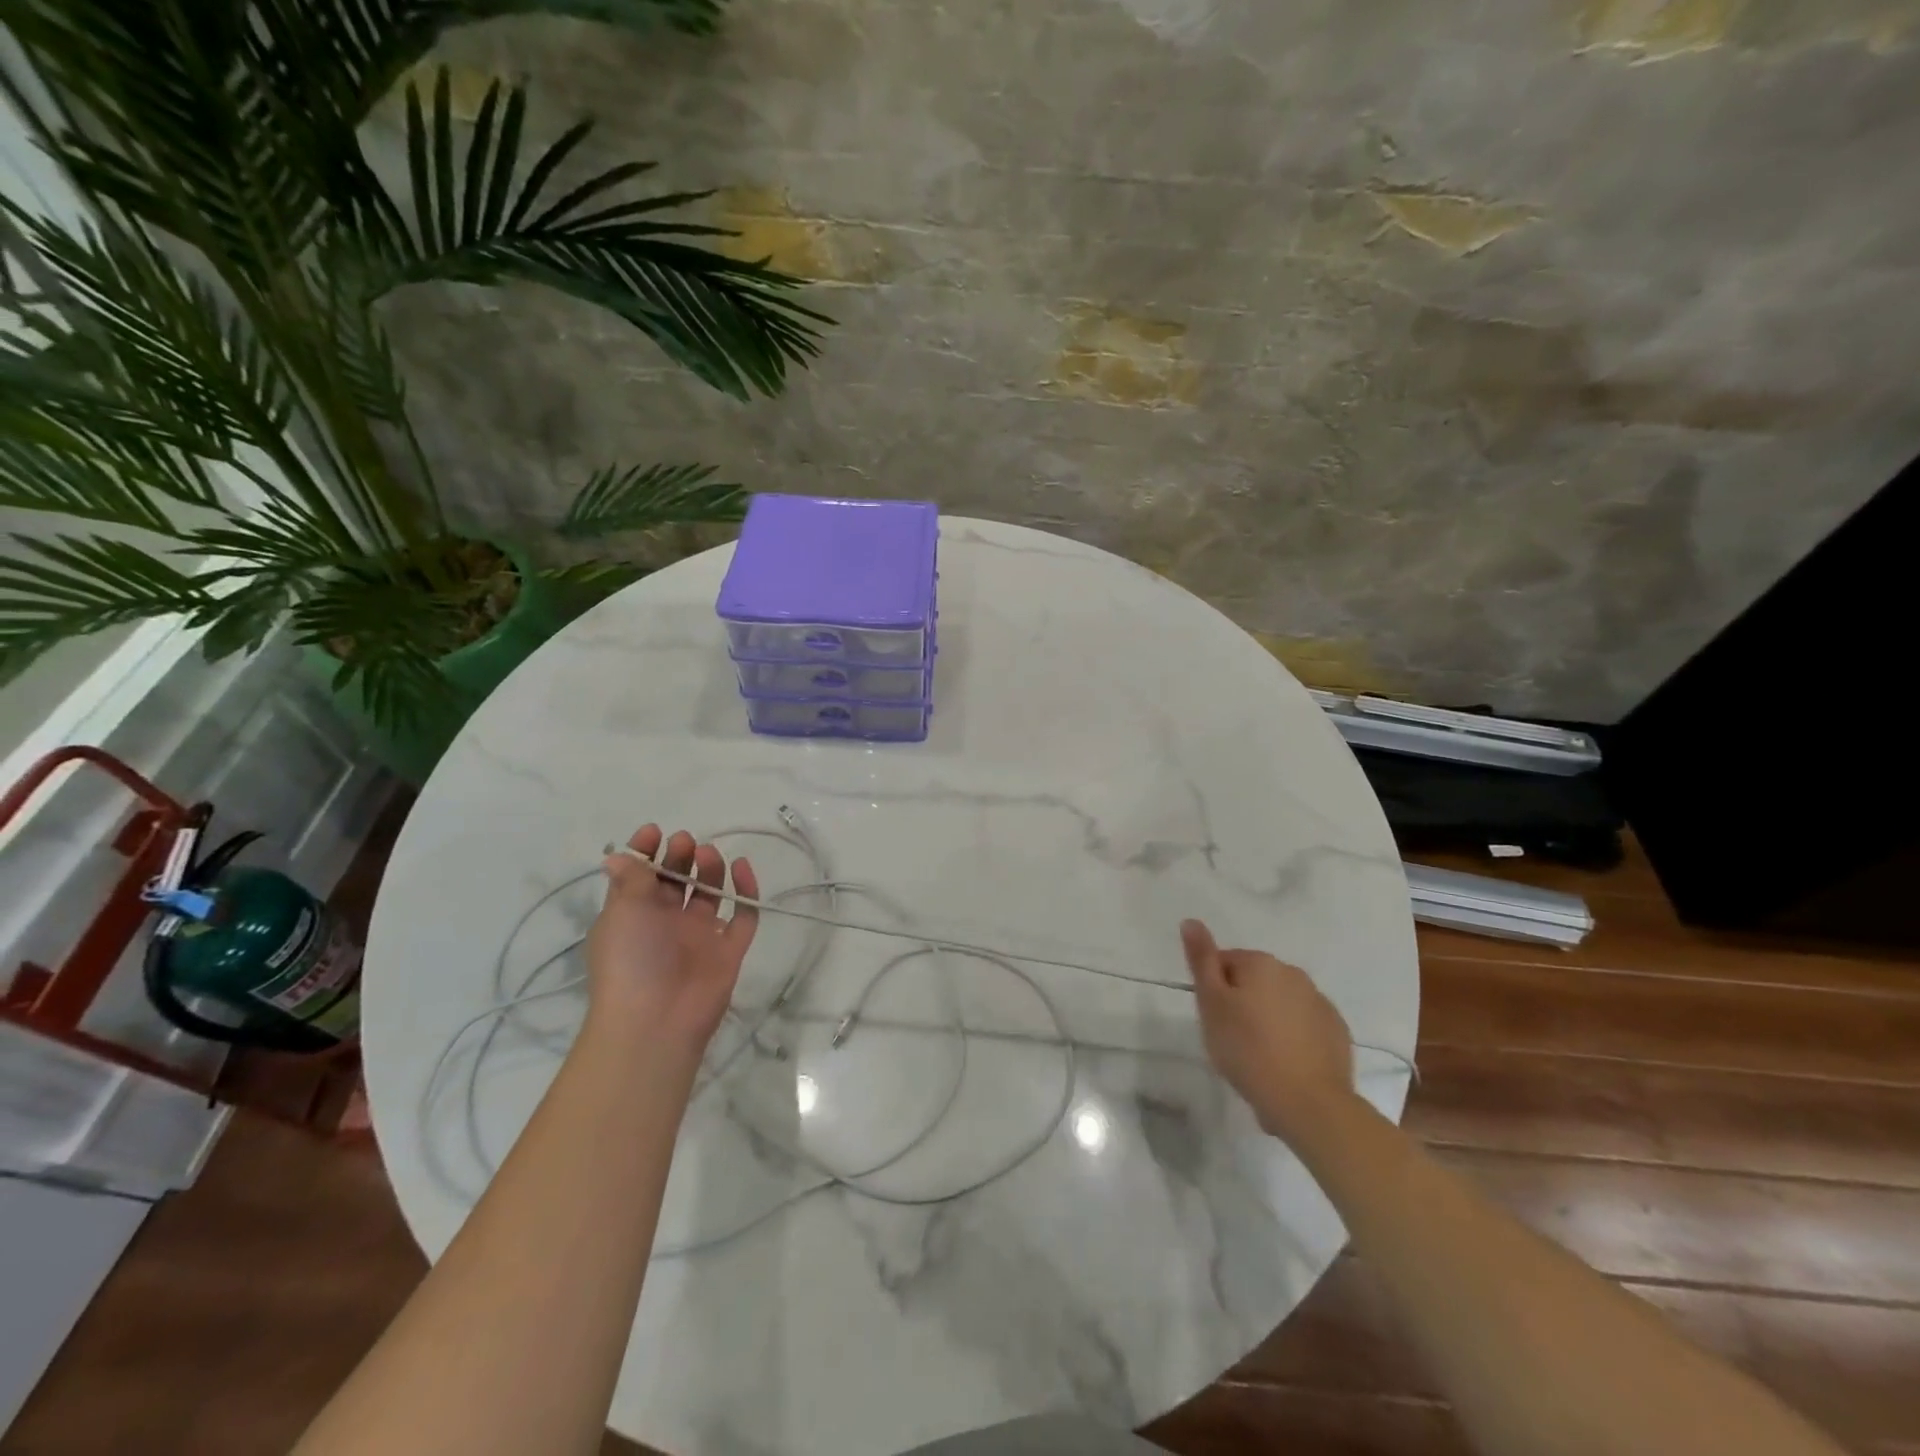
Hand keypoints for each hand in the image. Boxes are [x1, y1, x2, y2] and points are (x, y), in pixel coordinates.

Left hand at [586, 826, 759, 1056]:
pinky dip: (746, 891)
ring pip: (711, 894)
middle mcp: (666, 924)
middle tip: (686, 842)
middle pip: (678, 882)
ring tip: (709, 854)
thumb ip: (630, 880)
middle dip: (681, 858)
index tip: (655, 832)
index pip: (641, 878)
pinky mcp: (729, 950)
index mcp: (634, 916)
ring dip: (710, 870)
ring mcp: (700, 937)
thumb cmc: (630, 960)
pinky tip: (743, 868)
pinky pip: (743, 915)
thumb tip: (617, 856)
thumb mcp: (623, 913)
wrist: (656, 1021)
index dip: (646, 853)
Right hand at [1181, 919, 1355, 1139]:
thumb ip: (1201, 960)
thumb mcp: (1211, 1003)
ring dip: (1269, 1019)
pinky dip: (1294, 1037)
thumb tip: (1191, 921)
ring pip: (1282, 1003)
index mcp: (1261, 964)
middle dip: (1243, 1002)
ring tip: (1259, 1056)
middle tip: (1232, 1038)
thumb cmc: (1247, 1050)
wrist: (1308, 1103)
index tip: (1213, 1019)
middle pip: (1255, 981)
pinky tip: (1286, 1064)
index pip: (1225, 962)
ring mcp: (1320, 1003)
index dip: (1214, 990)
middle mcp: (1294, 974)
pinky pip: (1305, 1026)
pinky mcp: (1337, 1033)